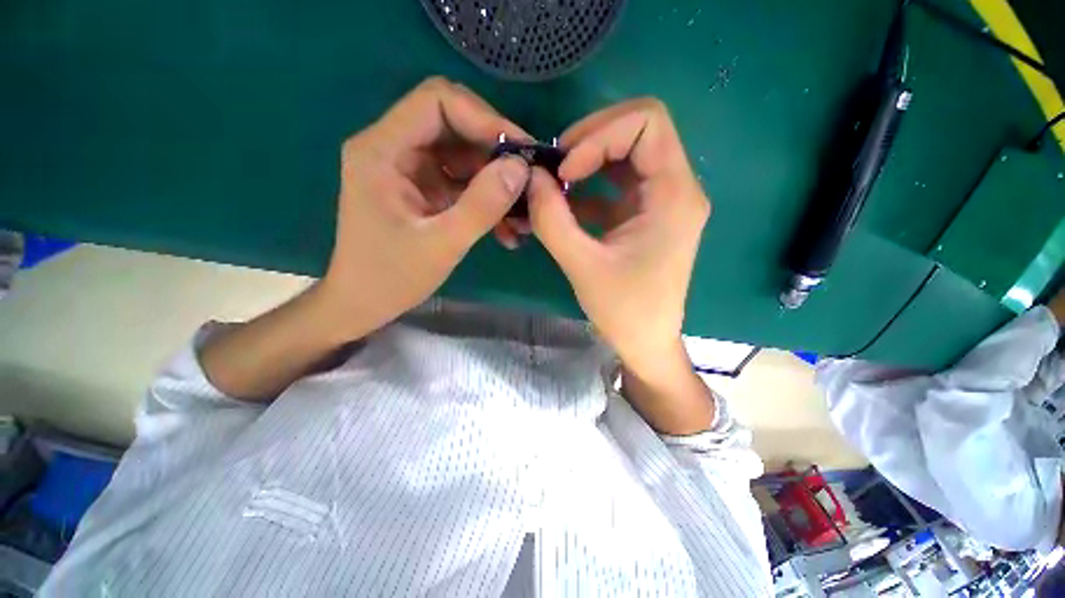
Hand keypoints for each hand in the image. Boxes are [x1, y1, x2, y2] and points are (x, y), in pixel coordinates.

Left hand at [320, 77, 530, 339]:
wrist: (363, 303)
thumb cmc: (391, 277)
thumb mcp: (442, 244)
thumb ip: (482, 206)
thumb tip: (521, 168)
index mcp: (382, 150)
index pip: (437, 101)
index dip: (484, 118)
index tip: (521, 150)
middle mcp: (392, 147)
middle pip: (453, 123)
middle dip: (495, 150)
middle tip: (527, 179)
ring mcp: (408, 168)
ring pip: (462, 153)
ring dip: (494, 178)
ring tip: (521, 209)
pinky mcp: (421, 187)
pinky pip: (460, 179)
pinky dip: (485, 196)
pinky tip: (504, 224)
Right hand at [527, 99, 709, 380]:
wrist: (647, 341)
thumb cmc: (624, 310)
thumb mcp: (582, 265)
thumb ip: (552, 219)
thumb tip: (530, 177)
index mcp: (673, 195)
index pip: (646, 122)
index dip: (600, 135)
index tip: (566, 171)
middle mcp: (677, 188)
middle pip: (638, 129)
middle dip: (592, 139)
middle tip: (556, 166)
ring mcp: (663, 201)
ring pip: (628, 153)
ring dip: (589, 159)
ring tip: (557, 181)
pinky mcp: (647, 215)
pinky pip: (620, 182)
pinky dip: (591, 184)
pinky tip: (566, 202)